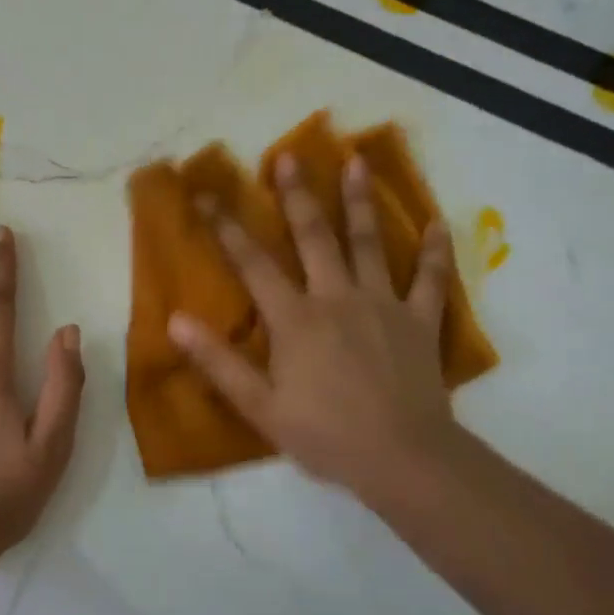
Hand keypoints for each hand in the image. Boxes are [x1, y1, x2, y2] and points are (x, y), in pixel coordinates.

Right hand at [168, 154, 458, 509]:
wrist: (402, 457)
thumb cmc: (325, 435)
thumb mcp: (260, 406)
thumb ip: (218, 362)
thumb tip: (175, 321)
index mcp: (295, 319)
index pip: (253, 264)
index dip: (227, 228)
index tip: (207, 196)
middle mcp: (337, 298)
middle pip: (314, 237)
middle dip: (297, 195)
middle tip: (288, 157)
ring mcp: (383, 304)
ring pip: (370, 243)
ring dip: (361, 201)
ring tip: (357, 161)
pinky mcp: (419, 320)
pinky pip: (430, 279)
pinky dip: (435, 251)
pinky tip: (438, 223)